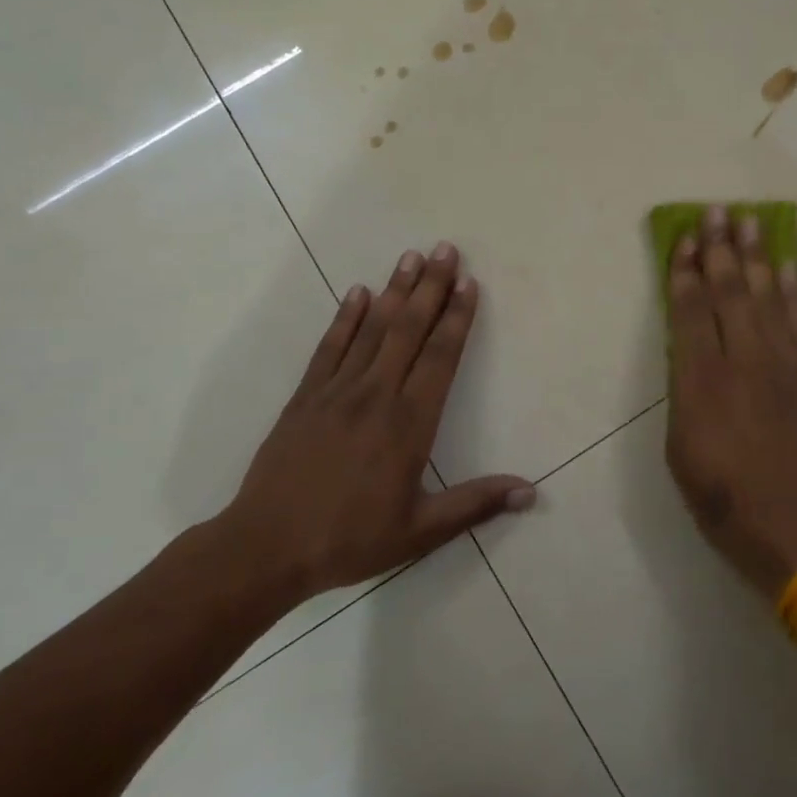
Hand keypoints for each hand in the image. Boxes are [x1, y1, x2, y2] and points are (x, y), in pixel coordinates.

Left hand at [211, 243, 532, 601]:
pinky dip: (345, 317)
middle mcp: (375, 395)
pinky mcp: (305, 396)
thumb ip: (476, 504)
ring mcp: (336, 391)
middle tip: (445, 249)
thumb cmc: (350, 540)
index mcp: (408, 424)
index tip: (468, 283)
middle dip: (430, 287)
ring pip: (371, 329)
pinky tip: (357, 292)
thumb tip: (530, 492)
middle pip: (408, 330)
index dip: (457, 318)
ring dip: (393, 290)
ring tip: (410, 256)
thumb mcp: (420, 532)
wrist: (266, 547)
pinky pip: (330, 347)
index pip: (440, 358)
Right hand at [664, 206, 796, 597]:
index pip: (691, 311)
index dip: (685, 272)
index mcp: (703, 381)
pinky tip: (786, 267)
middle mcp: (745, 361)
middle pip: (731, 291)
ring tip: (750, 222)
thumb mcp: (681, 452)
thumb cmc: (726, 501)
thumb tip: (688, 355)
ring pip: (768, 296)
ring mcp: (786, 365)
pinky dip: (793, 290)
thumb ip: (683, 394)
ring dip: (758, 256)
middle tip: (716, 212)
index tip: (684, 239)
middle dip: (721, 249)